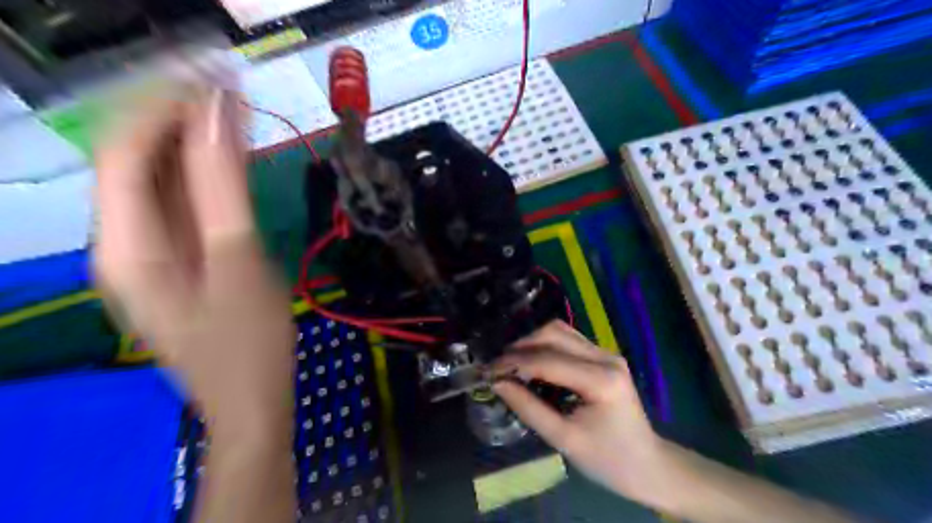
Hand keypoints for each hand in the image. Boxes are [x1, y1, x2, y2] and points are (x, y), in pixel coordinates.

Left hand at [97, 85, 290, 437]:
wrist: (253, 402)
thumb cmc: (250, 341)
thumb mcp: (239, 261)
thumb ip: (222, 188)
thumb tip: (218, 116)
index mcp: (127, 245)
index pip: (126, 152)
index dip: (165, 108)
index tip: (216, 81)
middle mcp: (123, 243)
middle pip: (137, 162)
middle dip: (177, 119)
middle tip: (230, 91)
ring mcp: (149, 256)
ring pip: (160, 183)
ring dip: (194, 145)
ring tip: (236, 116)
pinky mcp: (177, 264)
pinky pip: (180, 207)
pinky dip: (204, 179)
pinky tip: (232, 163)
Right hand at [490, 320, 665, 503]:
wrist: (648, 465)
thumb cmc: (608, 460)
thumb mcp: (564, 439)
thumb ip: (529, 408)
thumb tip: (498, 384)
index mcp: (601, 380)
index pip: (548, 360)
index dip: (514, 362)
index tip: (488, 370)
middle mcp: (605, 357)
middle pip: (554, 333)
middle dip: (521, 346)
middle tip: (498, 366)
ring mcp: (606, 353)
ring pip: (560, 331)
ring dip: (532, 342)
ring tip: (511, 363)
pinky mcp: (603, 357)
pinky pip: (568, 341)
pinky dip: (545, 347)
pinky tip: (532, 363)